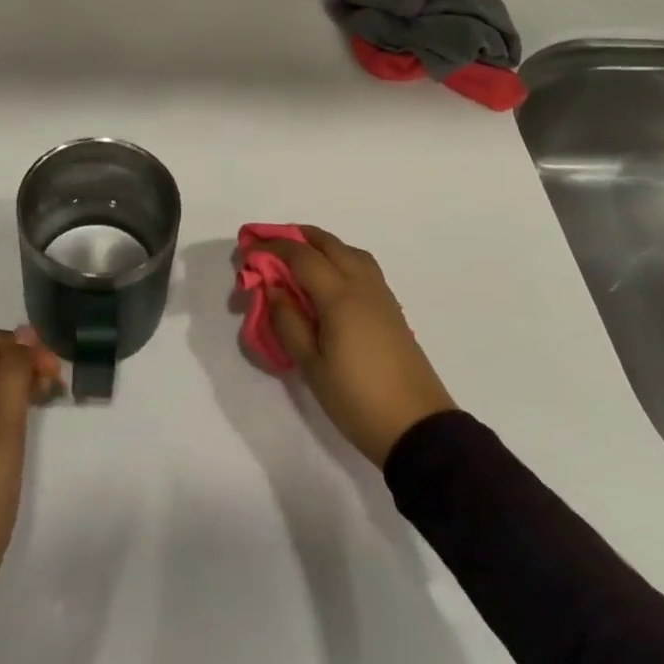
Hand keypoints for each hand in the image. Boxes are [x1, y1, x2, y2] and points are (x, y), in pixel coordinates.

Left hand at [0, 329, 62, 598]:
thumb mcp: (1, 427)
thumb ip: (12, 373)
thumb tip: (24, 332)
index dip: (20, 346)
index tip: (53, 369)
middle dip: (20, 364)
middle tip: (56, 384)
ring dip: (15, 385)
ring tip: (49, 399)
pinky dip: (4, 408)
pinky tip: (27, 420)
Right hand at [260, 226, 457, 467]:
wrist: (417, 427)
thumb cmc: (356, 399)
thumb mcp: (311, 366)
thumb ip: (288, 322)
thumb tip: (273, 289)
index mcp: (340, 297)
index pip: (301, 256)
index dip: (272, 248)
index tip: (247, 251)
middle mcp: (362, 286)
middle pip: (329, 244)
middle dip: (296, 236)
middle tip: (269, 244)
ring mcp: (381, 296)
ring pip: (350, 252)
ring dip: (322, 245)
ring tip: (298, 257)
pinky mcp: (392, 309)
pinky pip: (363, 267)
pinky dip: (340, 259)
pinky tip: (328, 280)